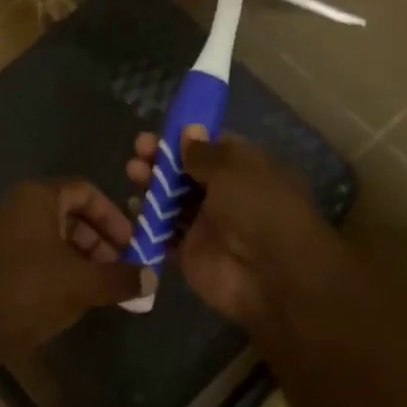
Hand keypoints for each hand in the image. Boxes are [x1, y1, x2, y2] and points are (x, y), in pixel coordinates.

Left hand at [0, 179, 143, 359]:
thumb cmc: (28, 292)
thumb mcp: (83, 284)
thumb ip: (121, 278)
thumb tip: (152, 278)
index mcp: (36, 196)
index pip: (86, 191)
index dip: (115, 217)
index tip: (133, 246)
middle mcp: (15, 204)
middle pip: (69, 212)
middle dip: (100, 239)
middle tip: (120, 270)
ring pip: (51, 234)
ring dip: (80, 256)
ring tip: (100, 287)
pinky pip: (33, 250)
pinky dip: (57, 265)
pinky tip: (70, 296)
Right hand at [125, 128, 354, 331]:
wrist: (273, 276)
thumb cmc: (259, 209)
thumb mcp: (233, 168)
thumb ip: (204, 152)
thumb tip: (189, 130)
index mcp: (246, 170)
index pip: (211, 148)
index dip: (184, 139)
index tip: (159, 134)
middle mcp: (226, 195)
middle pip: (186, 173)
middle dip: (161, 160)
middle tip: (139, 152)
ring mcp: (207, 225)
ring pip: (172, 199)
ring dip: (152, 184)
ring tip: (134, 173)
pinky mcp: (190, 252)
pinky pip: (163, 232)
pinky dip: (147, 220)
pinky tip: (134, 206)